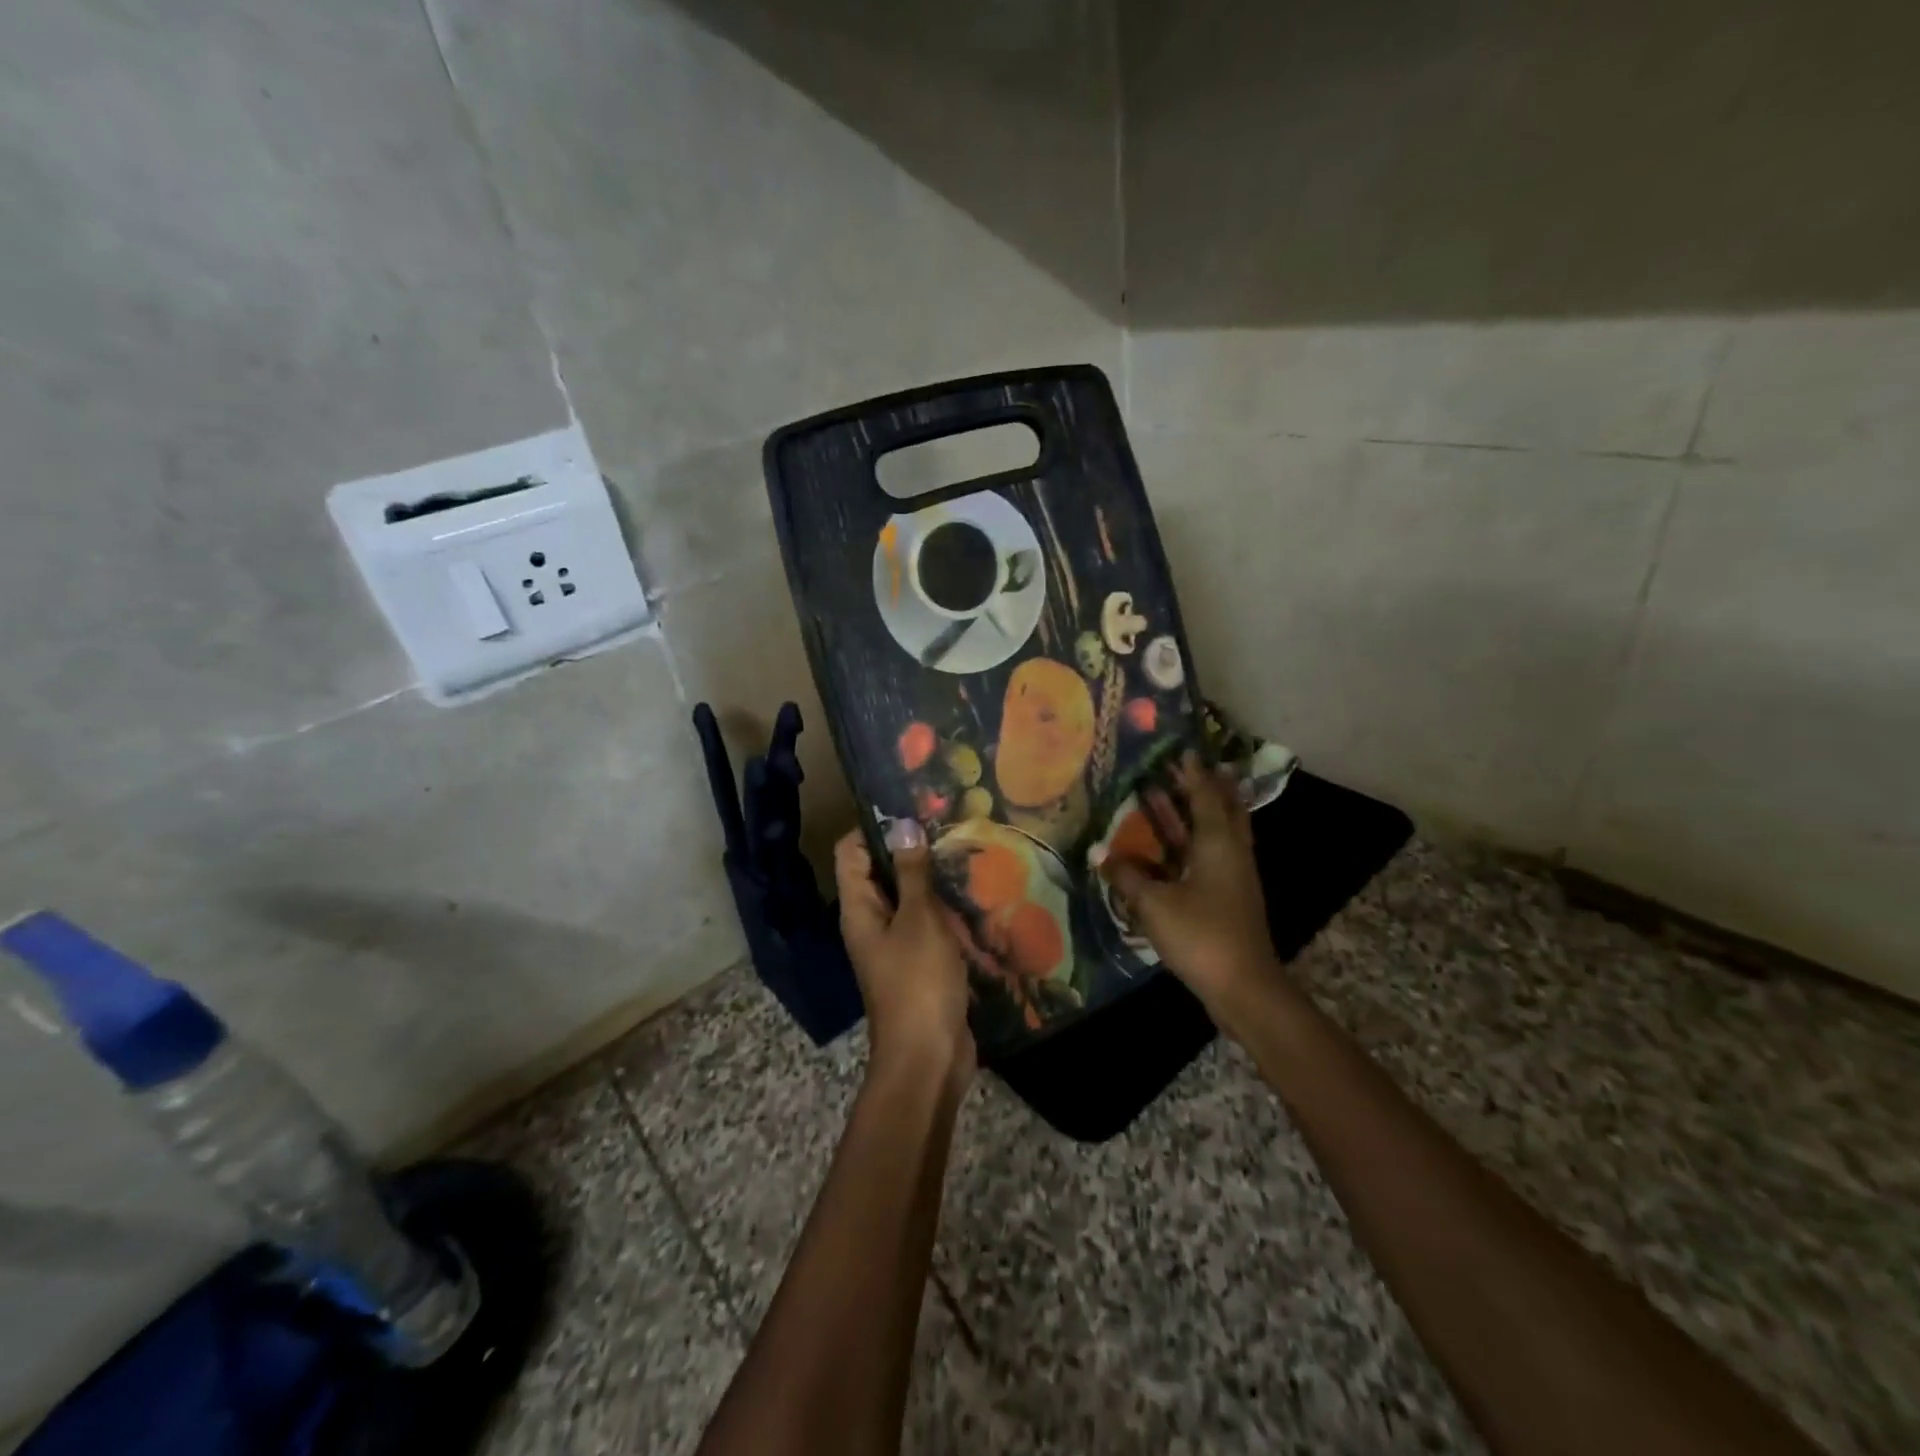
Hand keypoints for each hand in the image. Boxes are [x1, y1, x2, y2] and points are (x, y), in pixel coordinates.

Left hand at [836, 821, 975, 1088]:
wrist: (928, 1058)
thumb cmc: (918, 983)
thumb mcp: (919, 921)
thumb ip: (912, 873)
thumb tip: (902, 825)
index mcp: (858, 909)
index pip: (851, 852)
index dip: (873, 826)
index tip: (911, 806)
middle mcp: (871, 921)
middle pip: (880, 871)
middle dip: (909, 848)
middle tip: (948, 822)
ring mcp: (895, 943)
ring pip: (908, 897)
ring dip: (930, 877)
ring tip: (966, 848)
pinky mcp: (920, 962)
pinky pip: (927, 923)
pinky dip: (943, 906)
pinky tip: (974, 892)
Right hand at [1104, 753, 1284, 1021]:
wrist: (1243, 986)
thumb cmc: (1200, 934)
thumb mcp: (1153, 904)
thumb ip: (1126, 876)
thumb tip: (1098, 852)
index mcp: (1217, 843)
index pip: (1206, 796)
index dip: (1194, 773)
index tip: (1183, 749)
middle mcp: (1231, 852)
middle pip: (1224, 809)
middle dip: (1207, 786)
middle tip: (1188, 767)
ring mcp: (1236, 875)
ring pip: (1222, 831)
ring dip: (1204, 811)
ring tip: (1183, 794)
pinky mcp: (1232, 896)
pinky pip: (1216, 853)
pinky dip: (1200, 839)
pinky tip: (1180, 846)